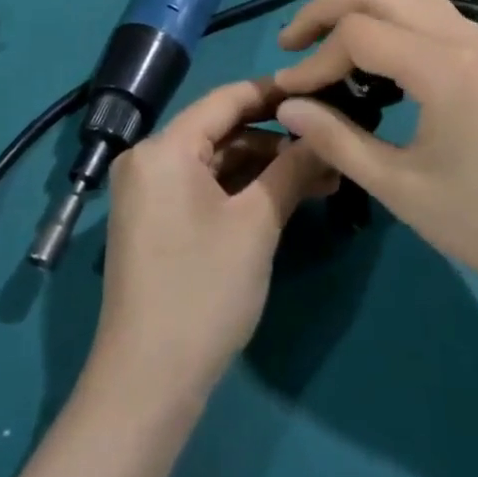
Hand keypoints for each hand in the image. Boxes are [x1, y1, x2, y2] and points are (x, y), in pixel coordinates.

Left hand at [91, 79, 337, 401]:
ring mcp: (149, 192)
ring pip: (217, 162)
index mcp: (163, 148)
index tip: (322, 91)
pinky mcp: (156, 221)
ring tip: (322, 176)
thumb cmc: (203, 291)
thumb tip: (326, 131)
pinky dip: (243, 190)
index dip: (276, 93)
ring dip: (265, 167)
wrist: (147, 385)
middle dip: (278, 139)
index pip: (227, 99)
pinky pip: (205, 188)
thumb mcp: (257, 224)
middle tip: (330, 143)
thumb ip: (293, 168)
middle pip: (222, 130)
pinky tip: (287, 196)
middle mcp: (149, 159)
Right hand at [273, 0, 477, 306]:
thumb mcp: (400, 189)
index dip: (314, 59)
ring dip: (360, 1)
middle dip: (325, 9)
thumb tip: (287, 106)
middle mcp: (462, 34)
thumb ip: (337, 140)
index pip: (358, 33)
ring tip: (328, 37)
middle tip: (291, 44)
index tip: (288, 91)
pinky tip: (375, 49)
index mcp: (443, 67)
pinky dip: (390, 11)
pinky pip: (429, 6)